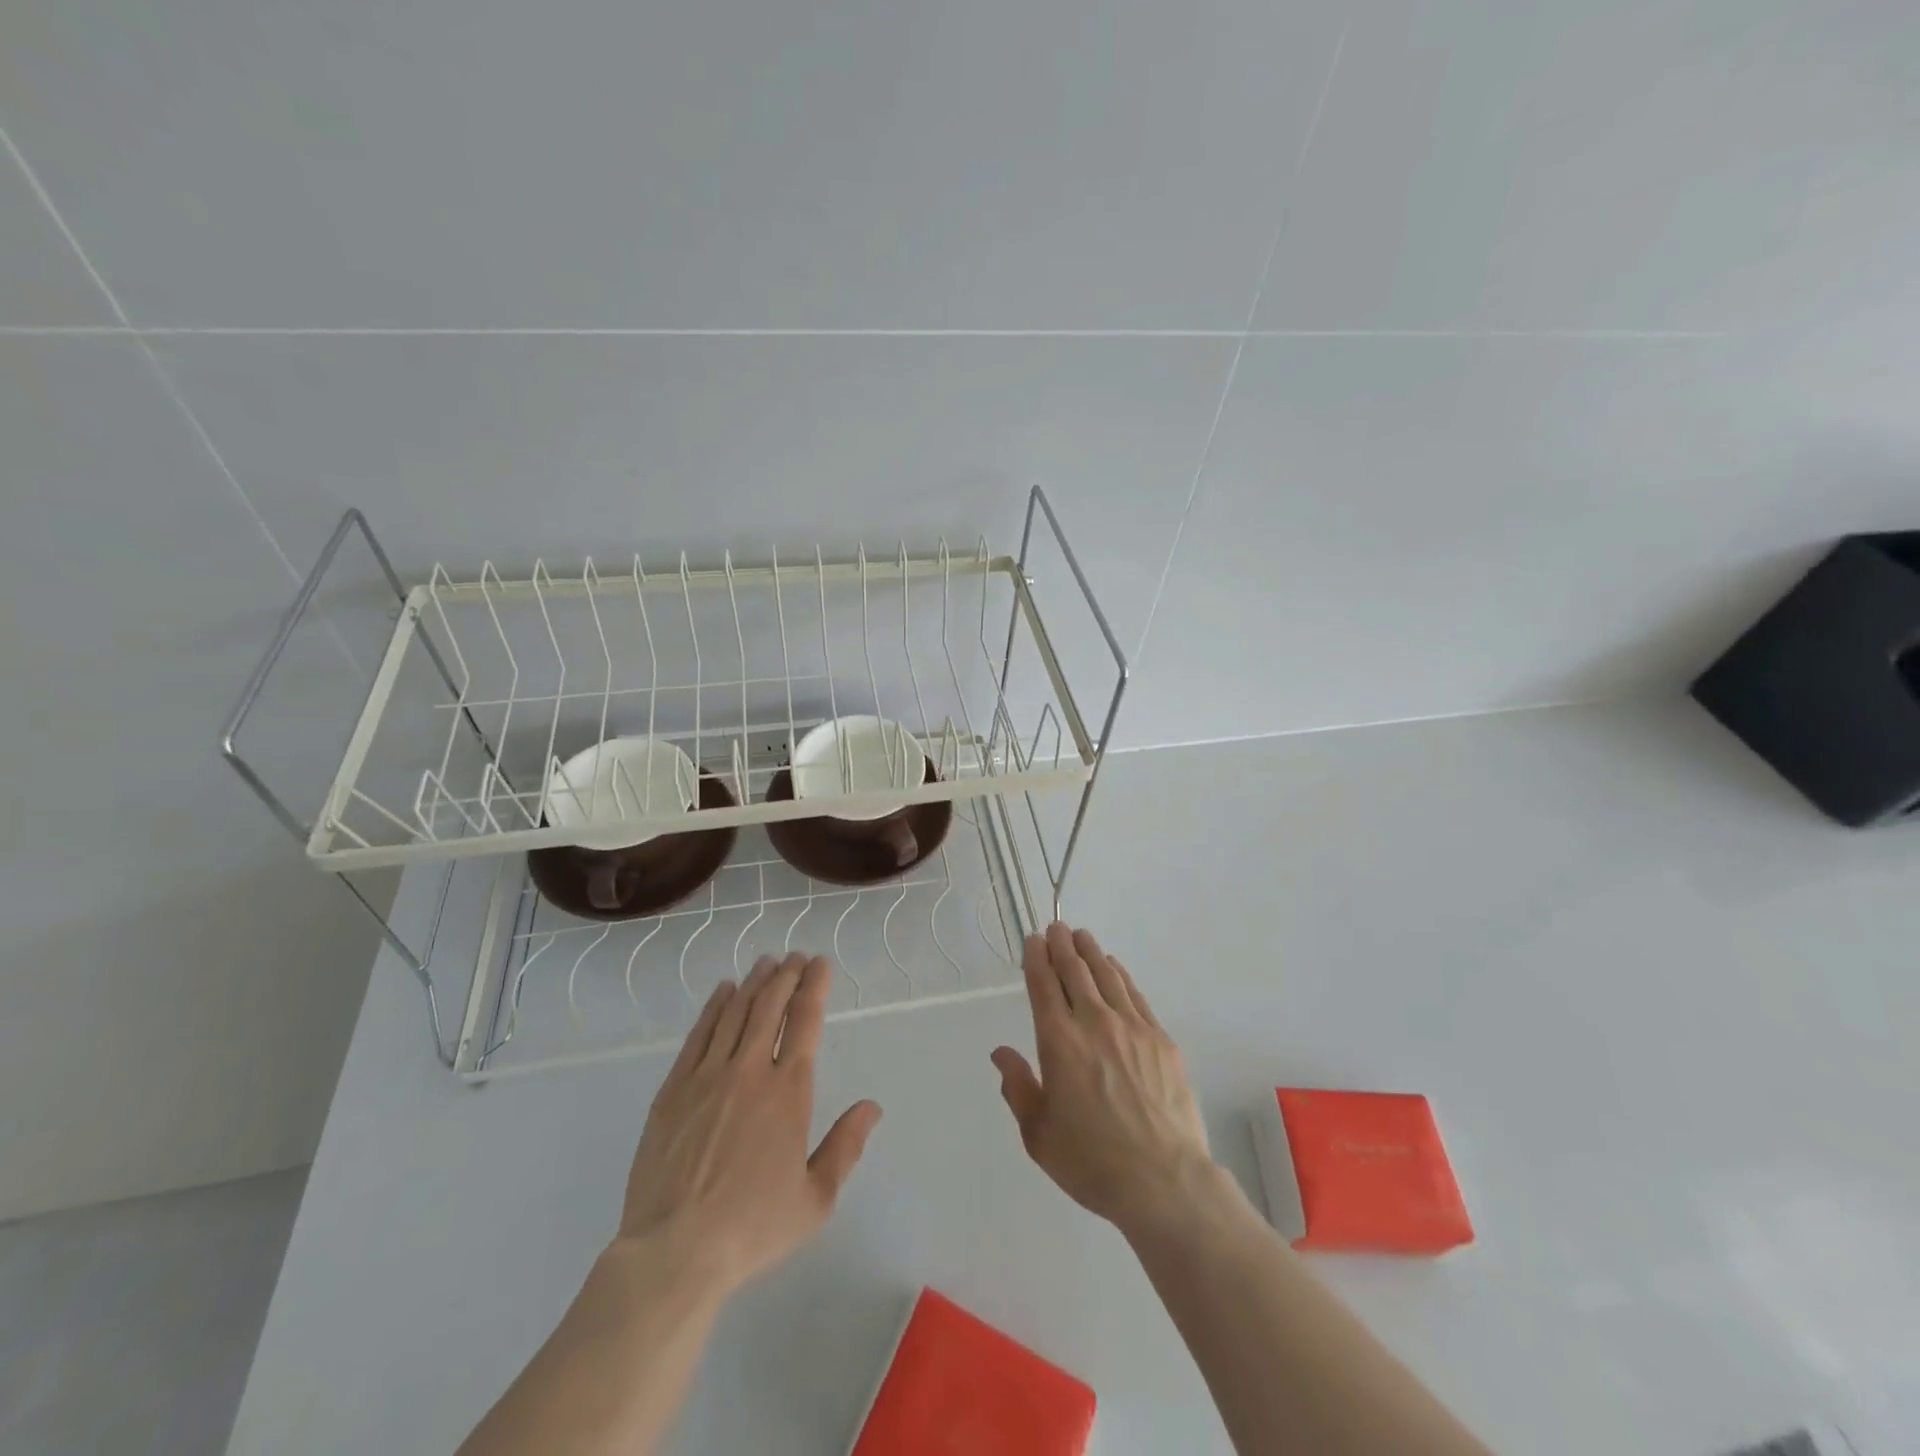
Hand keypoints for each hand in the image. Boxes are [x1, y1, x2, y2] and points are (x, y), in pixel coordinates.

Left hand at [618, 953, 881, 1297]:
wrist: (674, 1252)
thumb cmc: (752, 1227)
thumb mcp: (815, 1199)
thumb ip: (845, 1147)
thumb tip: (871, 1107)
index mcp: (788, 1092)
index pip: (805, 1021)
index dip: (814, 986)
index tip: (819, 964)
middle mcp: (750, 1071)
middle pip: (770, 1006)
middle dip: (786, 975)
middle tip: (795, 957)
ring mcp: (707, 1076)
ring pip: (735, 1012)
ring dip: (754, 983)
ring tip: (767, 963)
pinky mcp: (674, 1089)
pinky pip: (698, 1035)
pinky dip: (714, 1007)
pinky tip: (723, 991)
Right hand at [992, 923, 1215, 1236]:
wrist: (1164, 1181)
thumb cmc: (1092, 1161)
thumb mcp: (1038, 1134)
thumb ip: (1017, 1087)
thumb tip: (1001, 1053)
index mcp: (1059, 1042)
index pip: (1044, 985)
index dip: (1037, 958)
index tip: (1034, 941)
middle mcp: (1094, 1023)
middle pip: (1075, 971)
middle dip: (1062, 945)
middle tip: (1056, 928)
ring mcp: (1132, 1027)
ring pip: (1107, 975)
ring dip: (1091, 952)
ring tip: (1082, 937)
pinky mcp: (1161, 1039)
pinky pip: (1135, 995)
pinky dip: (1120, 975)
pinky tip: (1114, 968)